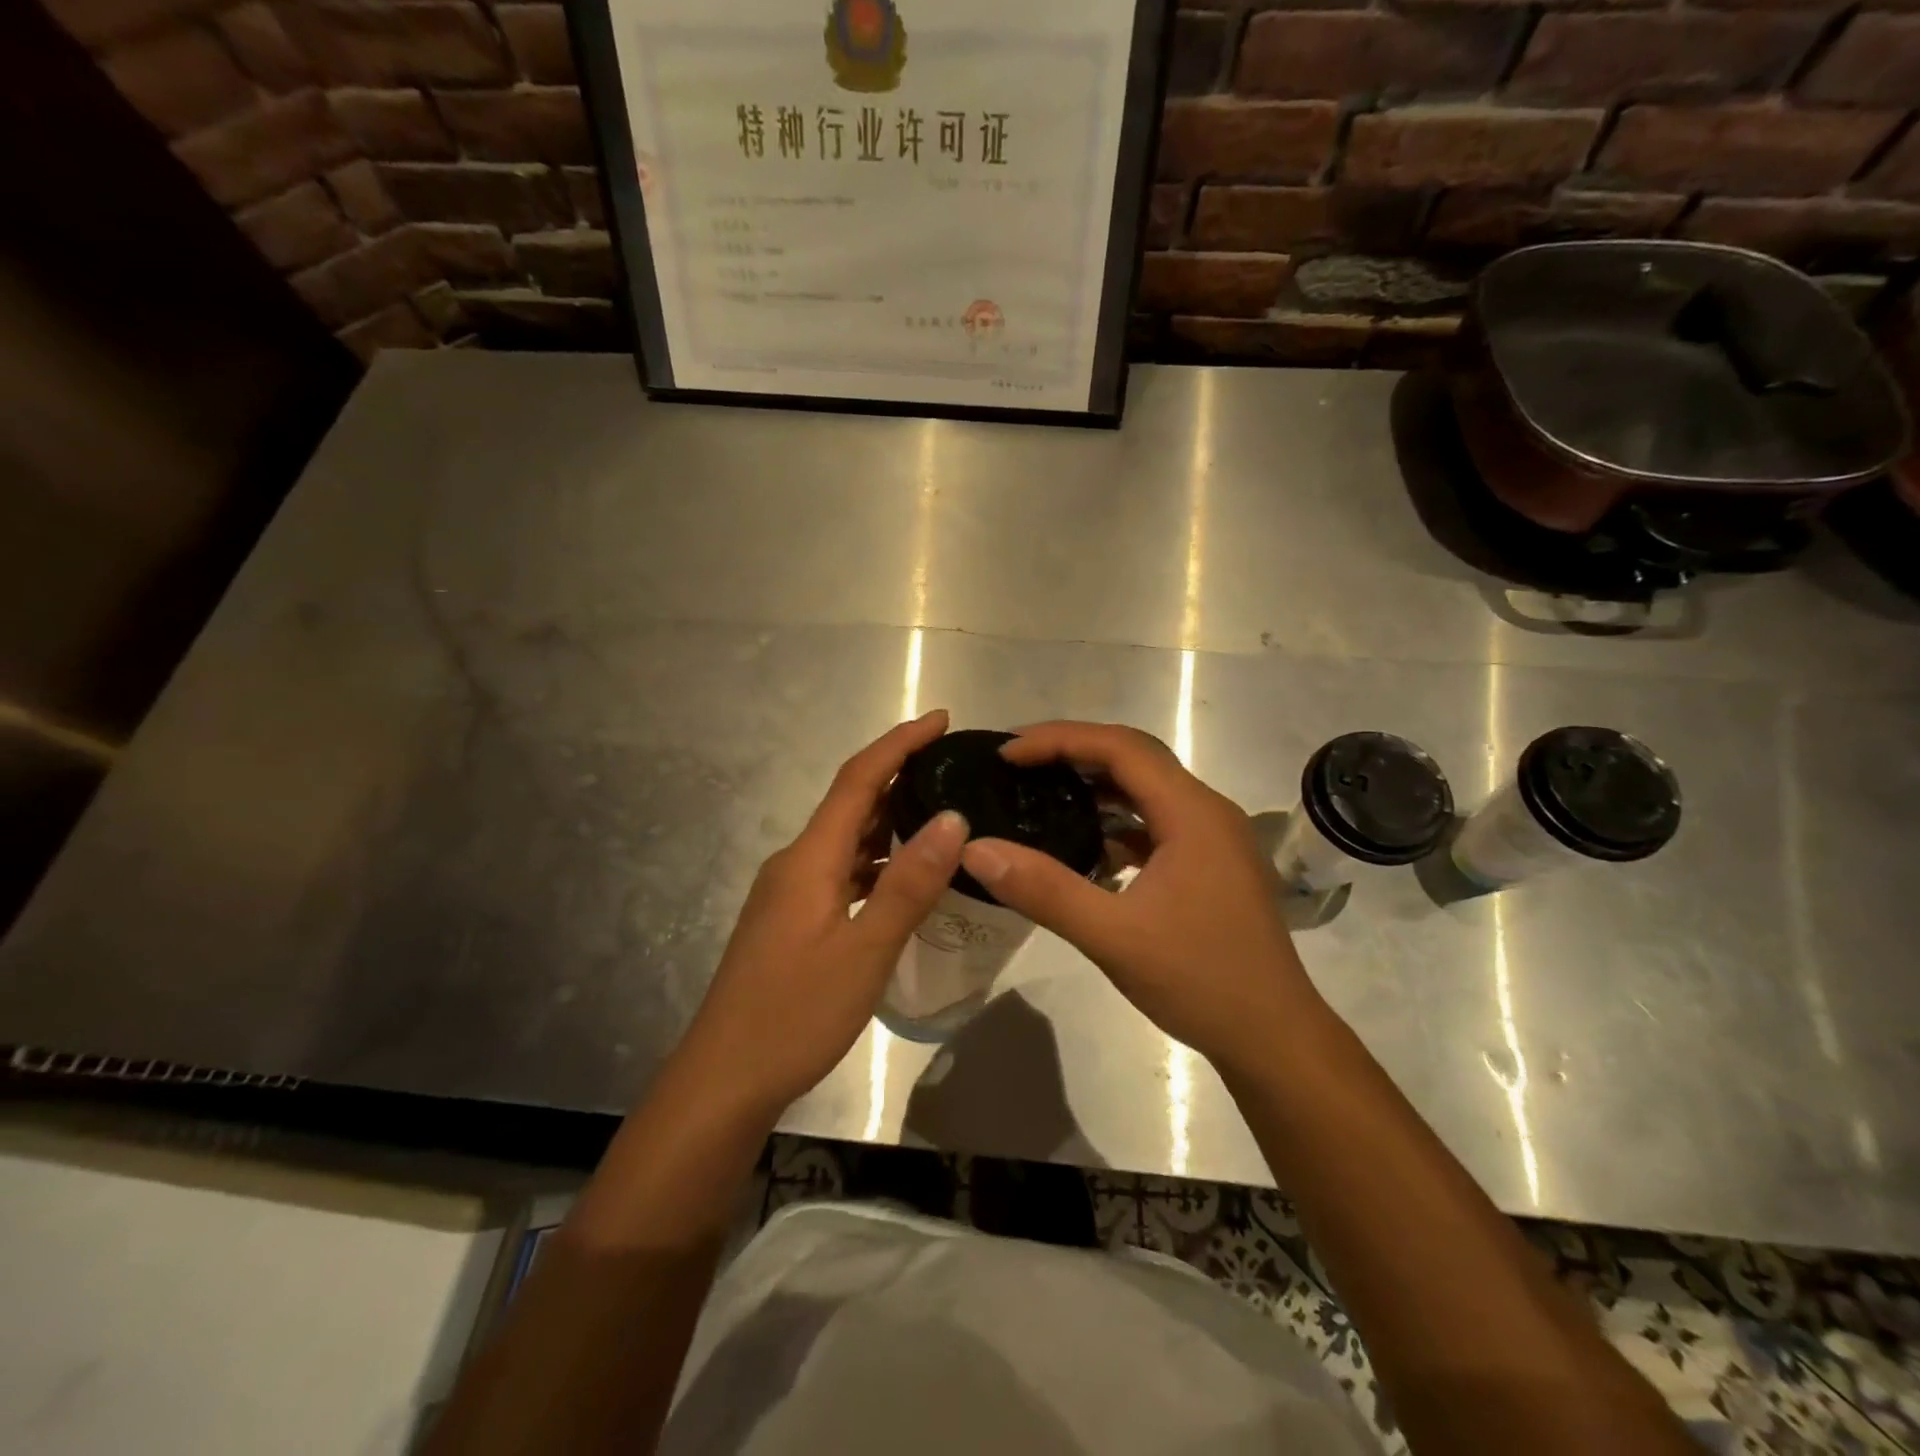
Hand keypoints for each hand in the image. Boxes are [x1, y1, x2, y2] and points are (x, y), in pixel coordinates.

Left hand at [677, 709, 968, 1120]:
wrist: (723, 1079)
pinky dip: (877, 862)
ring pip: (847, 841)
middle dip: (899, 775)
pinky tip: (907, 877)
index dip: (898, 744)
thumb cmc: (794, 1014)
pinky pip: (842, 872)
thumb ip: (909, 883)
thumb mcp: (864, 950)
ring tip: (943, 812)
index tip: (941, 719)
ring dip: (890, 820)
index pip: (857, 780)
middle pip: (851, 804)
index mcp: (809, 858)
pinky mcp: (793, 920)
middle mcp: (795, 864)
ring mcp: (790, 894)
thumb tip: (952, 818)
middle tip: (953, 766)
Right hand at [958, 721, 1317, 1071]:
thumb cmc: (1200, 981)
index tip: (1007, 753)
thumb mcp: (1113, 937)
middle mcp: (1207, 811)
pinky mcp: (1210, 862)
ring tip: (1040, 792)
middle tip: (1017, 763)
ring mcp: (1213, 837)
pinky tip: (1085, 844)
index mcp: (1192, 813)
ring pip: (1146, 789)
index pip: (1120, 747)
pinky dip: (1116, 820)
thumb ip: (1044, 889)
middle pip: (1135, 757)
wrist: (1274, 1038)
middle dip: (1073, 751)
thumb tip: (975, 848)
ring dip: (1095, 784)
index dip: (1059, 740)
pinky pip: (1156, 821)